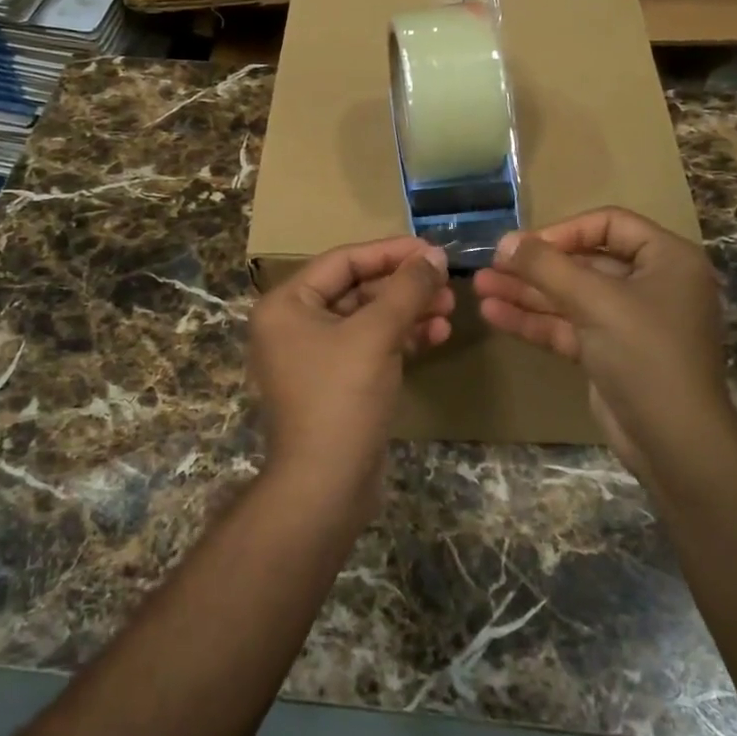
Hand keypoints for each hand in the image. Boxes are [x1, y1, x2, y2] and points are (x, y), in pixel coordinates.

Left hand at [247, 237, 452, 515]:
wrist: (326, 485)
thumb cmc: (342, 397)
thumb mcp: (377, 334)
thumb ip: (407, 288)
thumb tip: (435, 255)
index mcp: (287, 304)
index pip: (344, 261)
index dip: (391, 252)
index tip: (432, 250)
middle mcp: (294, 324)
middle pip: (357, 288)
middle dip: (404, 286)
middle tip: (446, 284)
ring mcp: (314, 355)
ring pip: (368, 318)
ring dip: (408, 311)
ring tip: (449, 310)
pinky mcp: (336, 381)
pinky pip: (370, 345)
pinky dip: (401, 338)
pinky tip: (437, 336)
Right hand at [472, 207, 736, 481]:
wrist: (673, 441)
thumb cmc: (645, 355)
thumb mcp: (595, 302)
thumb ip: (547, 267)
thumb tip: (505, 240)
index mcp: (667, 259)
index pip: (610, 224)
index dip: (565, 230)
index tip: (525, 245)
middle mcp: (651, 284)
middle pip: (585, 261)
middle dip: (536, 266)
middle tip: (491, 265)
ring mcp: (629, 321)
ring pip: (571, 296)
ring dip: (527, 292)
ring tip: (480, 287)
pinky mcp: (610, 352)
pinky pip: (569, 326)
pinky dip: (535, 320)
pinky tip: (494, 314)